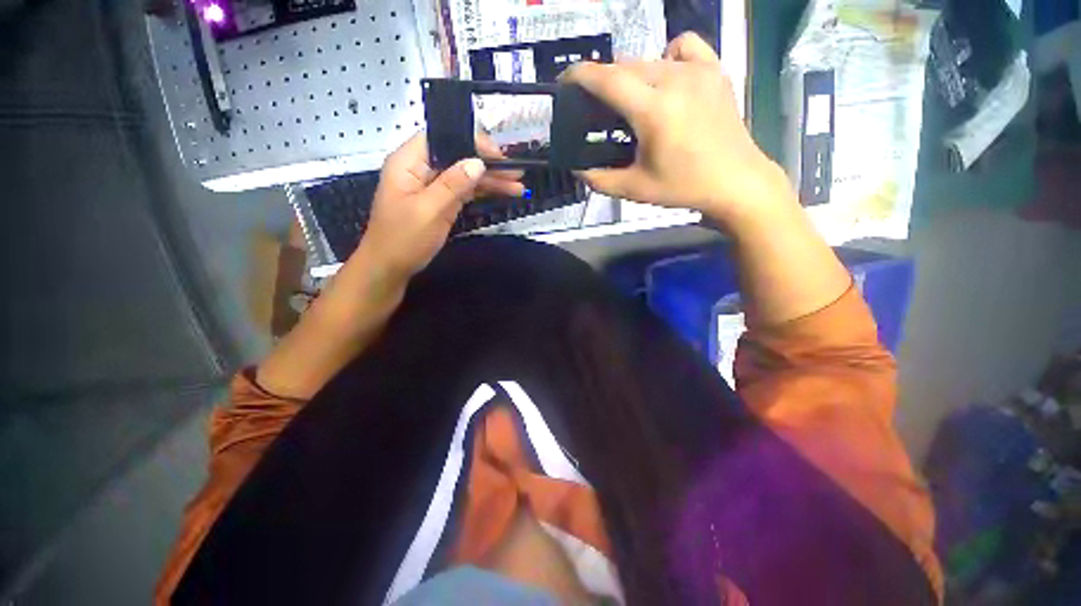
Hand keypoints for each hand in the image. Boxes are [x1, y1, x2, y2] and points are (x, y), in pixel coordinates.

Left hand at [358, 132, 523, 277]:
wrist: (389, 268)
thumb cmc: (403, 239)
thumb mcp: (429, 210)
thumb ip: (453, 185)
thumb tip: (478, 163)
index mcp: (409, 162)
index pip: (442, 138)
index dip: (471, 141)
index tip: (497, 155)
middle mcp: (421, 169)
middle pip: (458, 157)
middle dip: (487, 164)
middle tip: (516, 172)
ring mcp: (432, 186)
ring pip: (464, 175)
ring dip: (490, 180)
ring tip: (517, 186)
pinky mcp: (440, 202)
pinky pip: (463, 191)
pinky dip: (482, 193)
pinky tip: (501, 193)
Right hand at [561, 32, 788, 222]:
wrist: (736, 181)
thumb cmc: (684, 187)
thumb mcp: (635, 189)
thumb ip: (600, 180)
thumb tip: (578, 170)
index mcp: (653, 110)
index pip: (607, 79)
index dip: (580, 75)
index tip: (565, 81)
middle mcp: (674, 80)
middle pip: (625, 66)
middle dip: (604, 80)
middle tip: (598, 106)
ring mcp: (698, 70)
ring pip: (649, 58)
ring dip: (631, 75)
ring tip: (632, 100)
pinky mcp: (714, 70)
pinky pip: (683, 47)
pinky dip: (667, 56)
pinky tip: (667, 77)